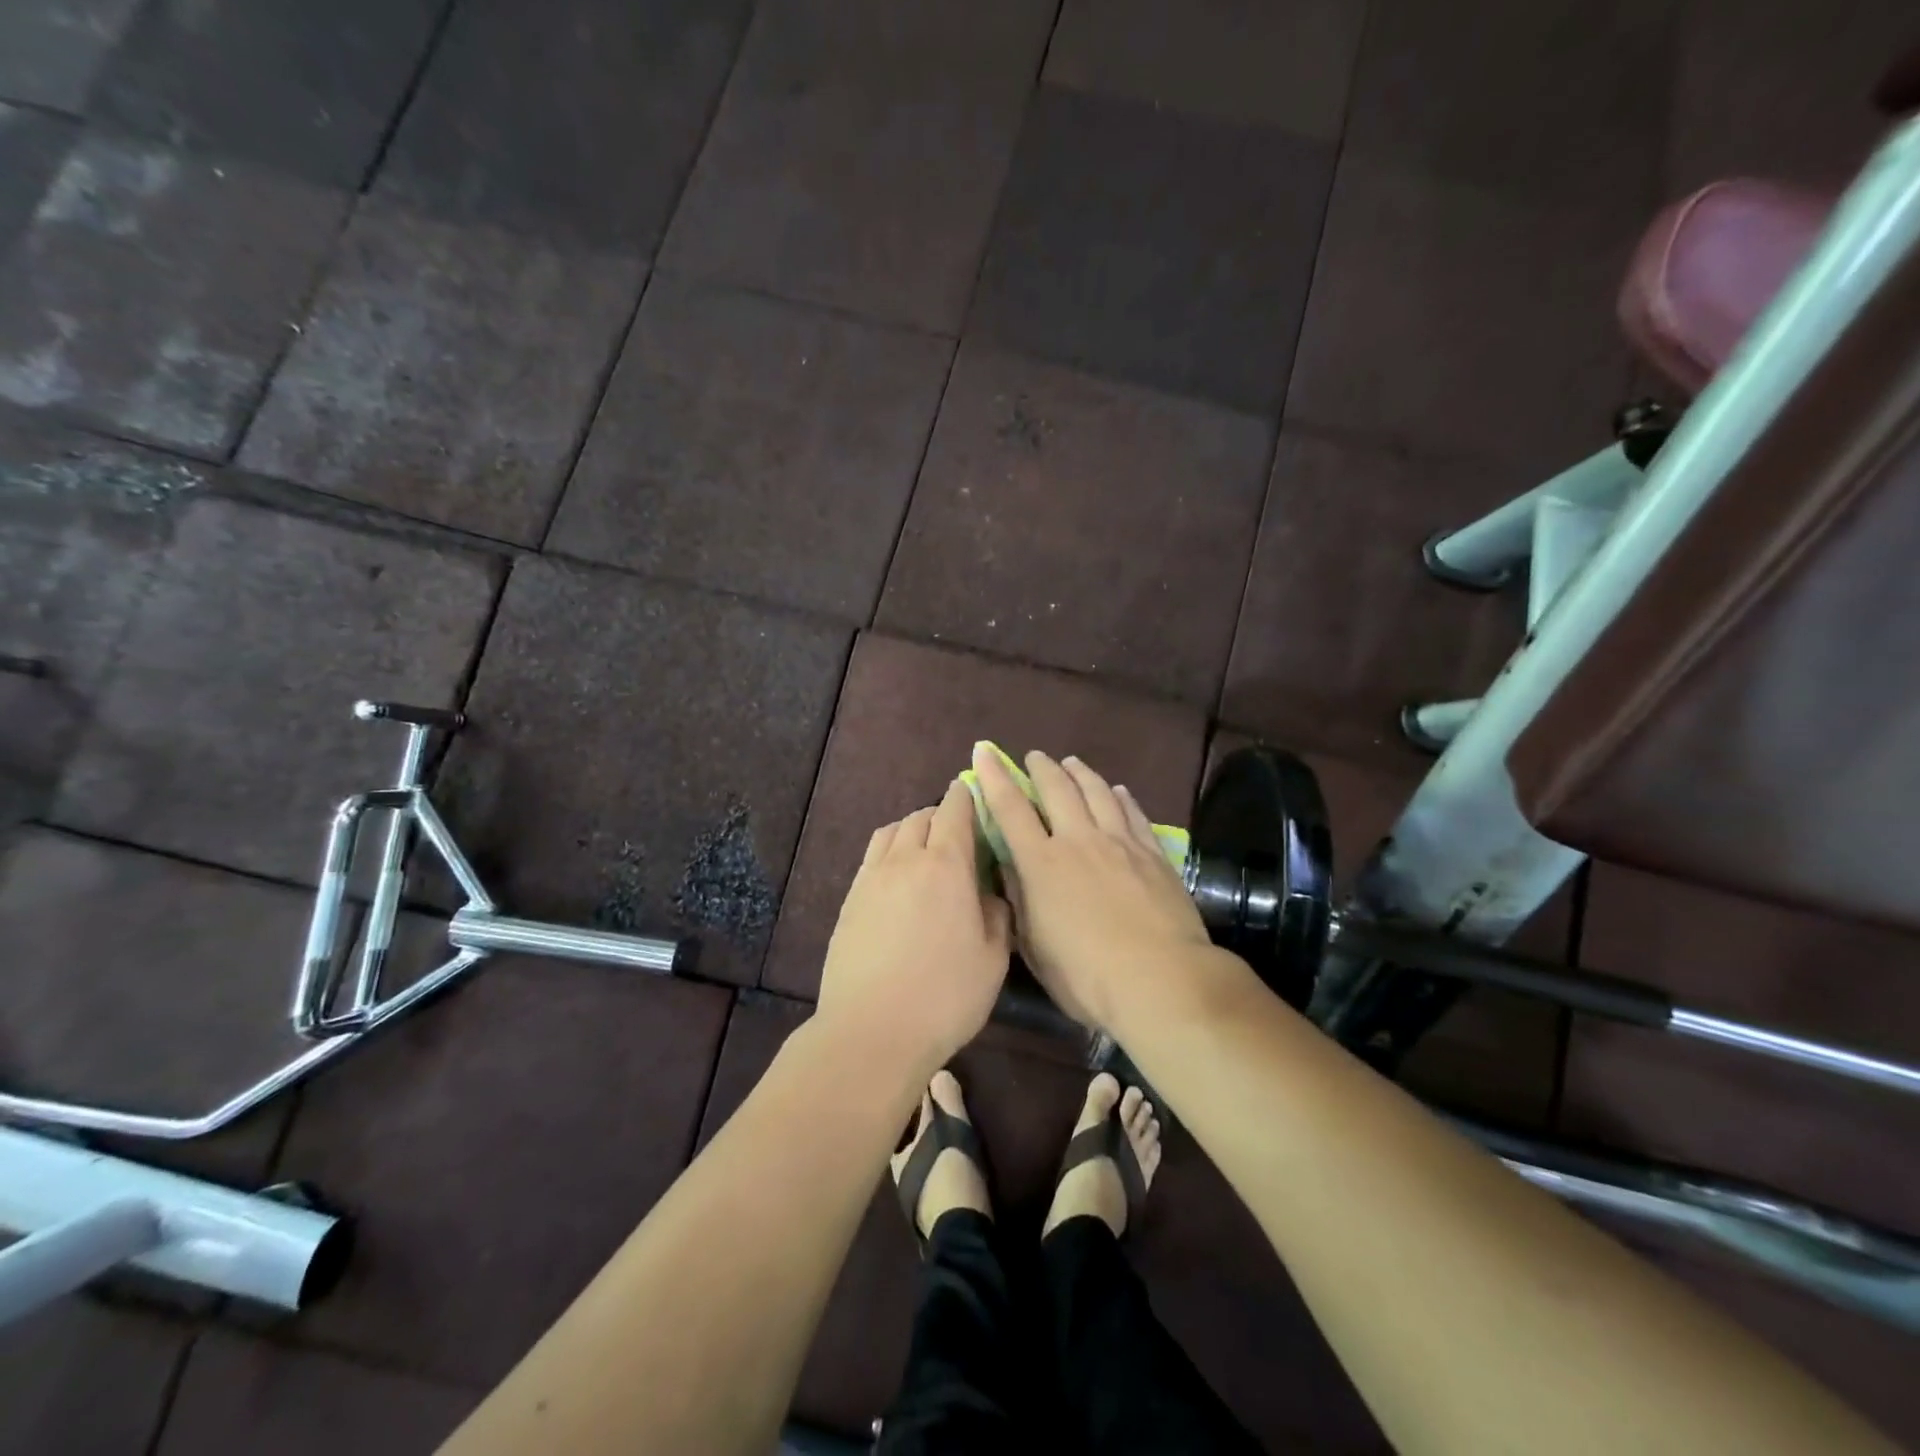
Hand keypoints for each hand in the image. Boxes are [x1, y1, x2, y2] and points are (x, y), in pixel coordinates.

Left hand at [817, 778, 1013, 1077]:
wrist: (872, 1031)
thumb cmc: (945, 996)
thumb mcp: (993, 958)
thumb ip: (997, 914)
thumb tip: (990, 891)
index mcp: (946, 865)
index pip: (955, 810)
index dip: (967, 796)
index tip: (976, 793)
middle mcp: (905, 859)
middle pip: (921, 816)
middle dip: (941, 814)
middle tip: (958, 832)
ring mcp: (871, 878)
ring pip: (892, 831)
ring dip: (912, 829)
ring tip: (925, 848)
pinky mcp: (850, 899)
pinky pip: (872, 856)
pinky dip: (889, 850)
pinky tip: (898, 876)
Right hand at [972, 744, 1210, 1031]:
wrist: (1161, 980)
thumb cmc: (1087, 976)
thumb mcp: (1036, 947)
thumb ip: (1021, 901)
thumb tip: (1009, 867)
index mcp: (1042, 864)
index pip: (1010, 809)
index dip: (994, 777)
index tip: (984, 752)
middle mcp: (1079, 841)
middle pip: (1058, 789)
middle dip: (1041, 768)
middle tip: (1033, 756)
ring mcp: (1120, 843)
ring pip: (1097, 792)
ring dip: (1080, 773)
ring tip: (1072, 763)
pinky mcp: (1153, 854)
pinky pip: (1133, 813)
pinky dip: (1121, 796)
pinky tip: (1118, 790)